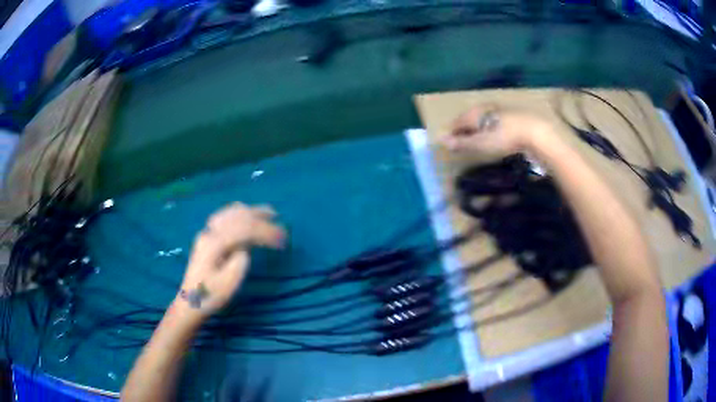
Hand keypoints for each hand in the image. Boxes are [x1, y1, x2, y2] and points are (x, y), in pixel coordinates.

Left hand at [177, 203, 285, 317]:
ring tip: (268, 213)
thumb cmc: (210, 295)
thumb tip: (245, 247)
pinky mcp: (208, 237)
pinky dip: (240, 213)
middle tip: (279, 221)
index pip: (244, 229)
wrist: (191, 301)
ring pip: (230, 212)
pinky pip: (225, 216)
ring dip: (250, 211)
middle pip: (237, 216)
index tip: (282, 239)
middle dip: (260, 217)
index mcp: (214, 244)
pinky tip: (247, 215)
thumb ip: (240, 260)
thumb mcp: (228, 283)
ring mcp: (207, 233)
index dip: (265, 231)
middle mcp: (210, 232)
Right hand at [441, 105, 553, 157]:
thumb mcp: (481, 143)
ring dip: (479, 127)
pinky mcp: (514, 115)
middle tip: (461, 140)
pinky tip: (496, 134)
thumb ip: (462, 142)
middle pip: (471, 118)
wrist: (535, 132)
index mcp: (475, 112)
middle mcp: (486, 107)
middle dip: (465, 128)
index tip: (448, 142)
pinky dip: (491, 127)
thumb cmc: (505, 138)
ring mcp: (501, 109)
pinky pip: (496, 120)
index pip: (458, 121)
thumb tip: (442, 140)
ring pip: (484, 118)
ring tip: (478, 138)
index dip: (452, 132)